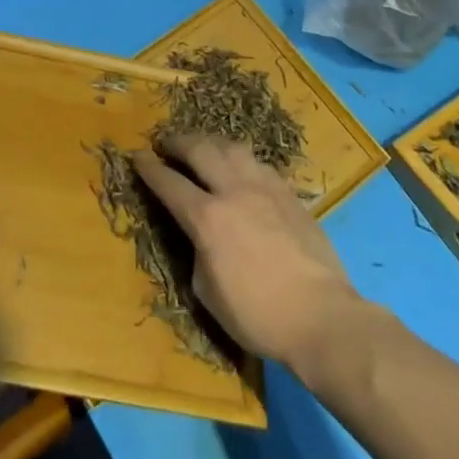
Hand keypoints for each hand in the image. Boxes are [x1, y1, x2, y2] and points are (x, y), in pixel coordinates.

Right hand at [131, 136, 359, 367]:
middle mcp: (233, 191)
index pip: (169, 183)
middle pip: (200, 150)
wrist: (321, 316)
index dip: (149, 168)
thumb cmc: (257, 315)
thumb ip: (197, 252)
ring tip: (202, 146)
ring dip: (210, 142)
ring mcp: (265, 188)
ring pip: (232, 148)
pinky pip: (258, 164)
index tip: (137, 156)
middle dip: (177, 142)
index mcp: (207, 218)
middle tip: (166, 143)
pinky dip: (240, 159)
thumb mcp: (207, 292)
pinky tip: (239, 167)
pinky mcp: (289, 194)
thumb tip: (199, 235)